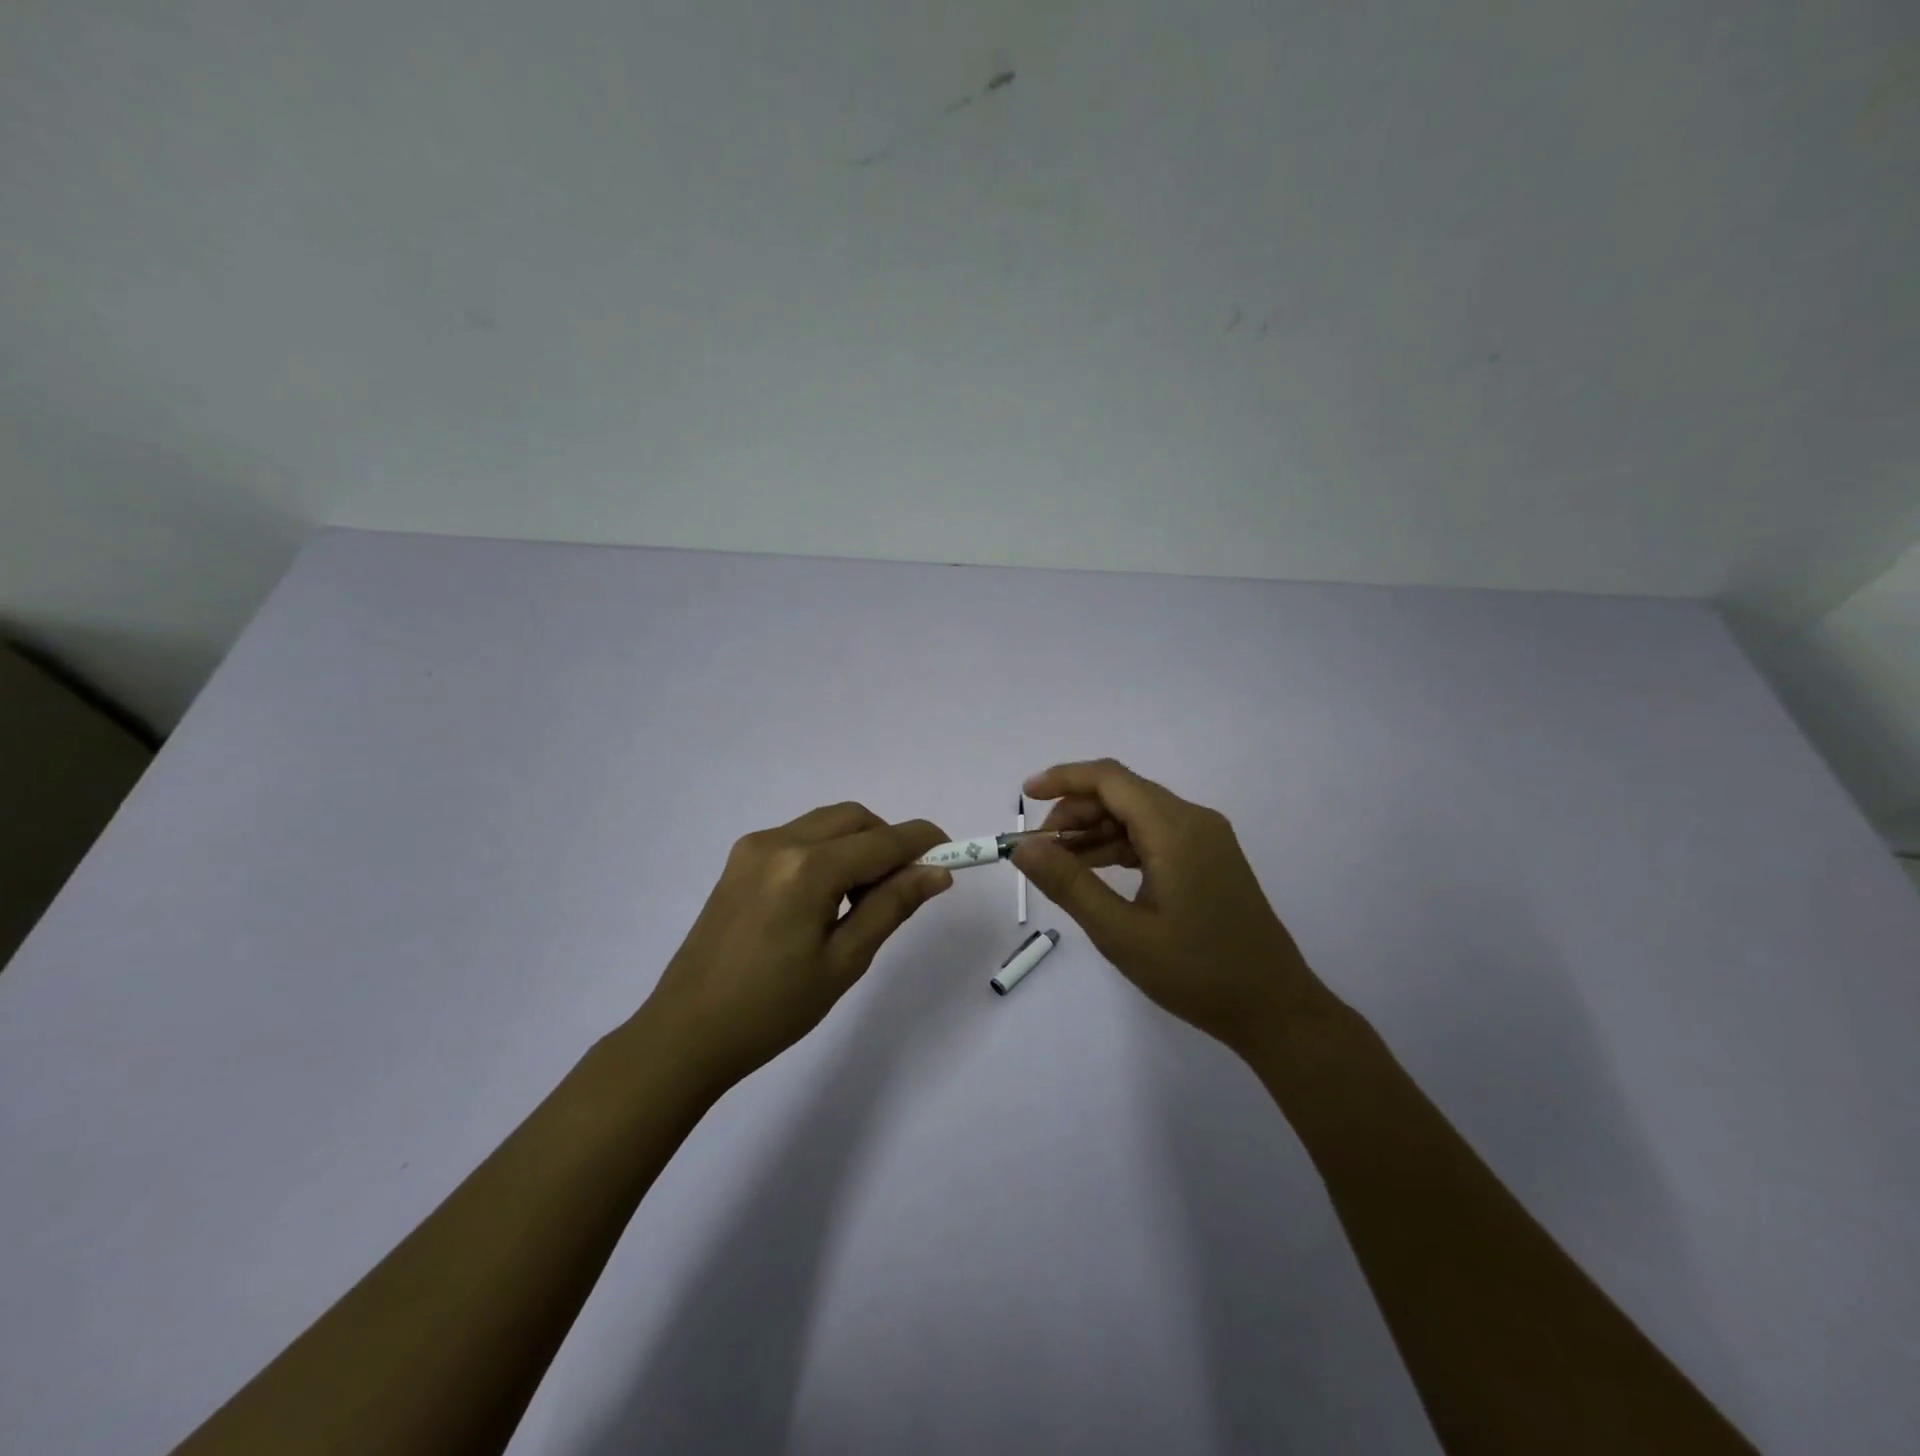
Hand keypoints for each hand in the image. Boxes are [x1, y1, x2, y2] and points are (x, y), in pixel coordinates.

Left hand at [643, 804, 950, 1093]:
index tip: (953, 853)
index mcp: (807, 869)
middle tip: (902, 889)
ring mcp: (754, 847)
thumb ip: (892, 906)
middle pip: (854, 818)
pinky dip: (827, 851)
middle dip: (888, 841)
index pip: (883, 840)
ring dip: (857, 845)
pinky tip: (825, 898)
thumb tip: (936, 872)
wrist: (687, 1032)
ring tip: (861, 901)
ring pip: (826, 823)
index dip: (923, 842)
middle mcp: (779, 842)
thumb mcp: (844, 961)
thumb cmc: (773, 1009)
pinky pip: (799, 836)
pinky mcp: (739, 860)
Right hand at [1013, 759, 1327, 1056]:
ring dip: (1095, 832)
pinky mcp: (1209, 859)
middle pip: (1123, 794)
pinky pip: (1155, 836)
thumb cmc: (1196, 972)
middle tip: (1040, 850)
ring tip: (1060, 866)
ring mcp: (1206, 839)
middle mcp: (1194, 821)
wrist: (1274, 1009)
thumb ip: (1068, 884)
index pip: (1110, 779)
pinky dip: (1120, 847)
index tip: (1026, 796)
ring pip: (1137, 815)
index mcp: (1176, 829)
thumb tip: (1023, 847)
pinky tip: (1096, 873)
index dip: (1064, 779)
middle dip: (1075, 813)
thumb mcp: (1120, 932)